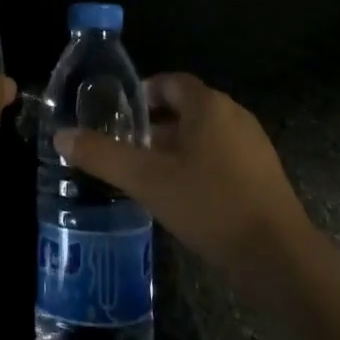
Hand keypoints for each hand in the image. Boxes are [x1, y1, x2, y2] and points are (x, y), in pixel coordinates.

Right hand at [56, 72, 312, 281]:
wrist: (278, 257)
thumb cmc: (209, 205)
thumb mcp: (146, 180)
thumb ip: (102, 155)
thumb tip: (61, 135)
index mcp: (208, 105)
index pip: (171, 82)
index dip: (144, 94)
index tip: (121, 117)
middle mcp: (234, 115)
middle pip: (188, 107)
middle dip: (156, 123)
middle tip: (128, 147)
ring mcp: (254, 145)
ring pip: (205, 134)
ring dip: (177, 146)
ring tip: (150, 174)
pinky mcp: (264, 174)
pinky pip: (223, 156)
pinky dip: (199, 165)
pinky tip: (184, 196)